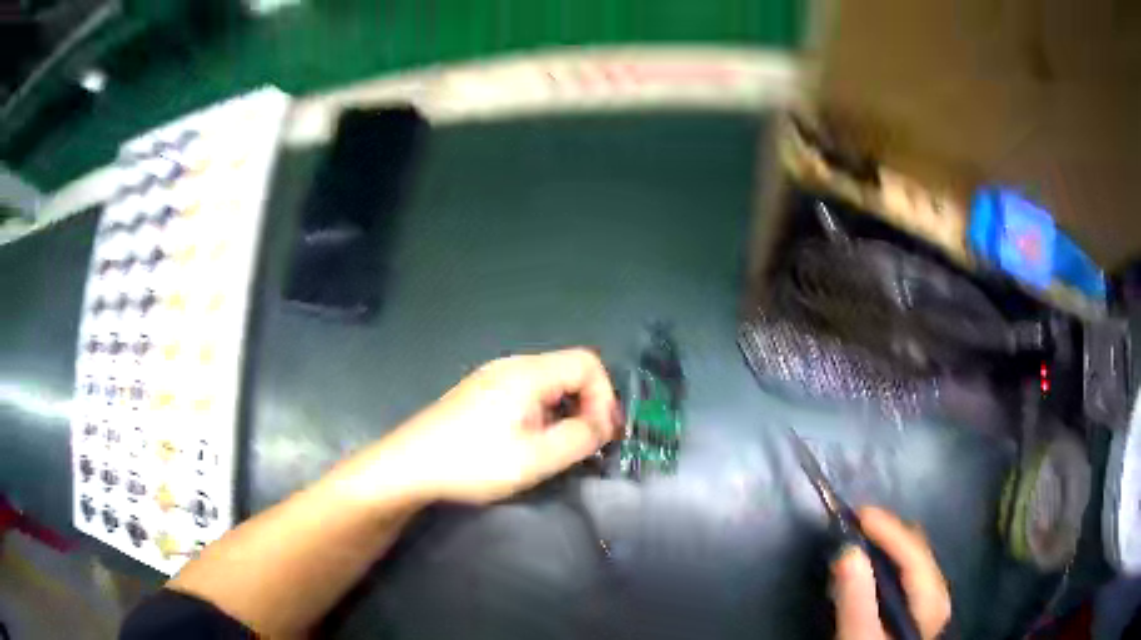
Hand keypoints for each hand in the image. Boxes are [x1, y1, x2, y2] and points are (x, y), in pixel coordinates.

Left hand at [375, 348, 620, 503]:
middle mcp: (512, 366)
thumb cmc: (472, 461)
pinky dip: (543, 414)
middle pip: (568, 371)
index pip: (587, 363)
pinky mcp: (480, 393)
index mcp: (527, 373)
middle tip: (588, 445)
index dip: (604, 397)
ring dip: (566, 413)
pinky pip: (527, 394)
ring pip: (548, 385)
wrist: (409, 465)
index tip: (601, 435)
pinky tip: (530, 443)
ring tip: (560, 449)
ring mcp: (493, 378)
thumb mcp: (534, 458)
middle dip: (588, 406)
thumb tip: (603, 426)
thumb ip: (578, 439)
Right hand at [833, 507, 951, 639]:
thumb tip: (848, 550)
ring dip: (883, 545)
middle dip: (883, 534)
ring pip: (910, 556)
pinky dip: (885, 561)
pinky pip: (904, 569)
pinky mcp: (916, 604)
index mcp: (930, 598)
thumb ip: (855, 598)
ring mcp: (929, 597)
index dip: (886, 528)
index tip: (855, 513)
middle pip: (914, 548)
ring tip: (854, 544)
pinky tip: (866, 569)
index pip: (912, 550)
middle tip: (848, 530)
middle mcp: (937, 590)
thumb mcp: (858, 637)